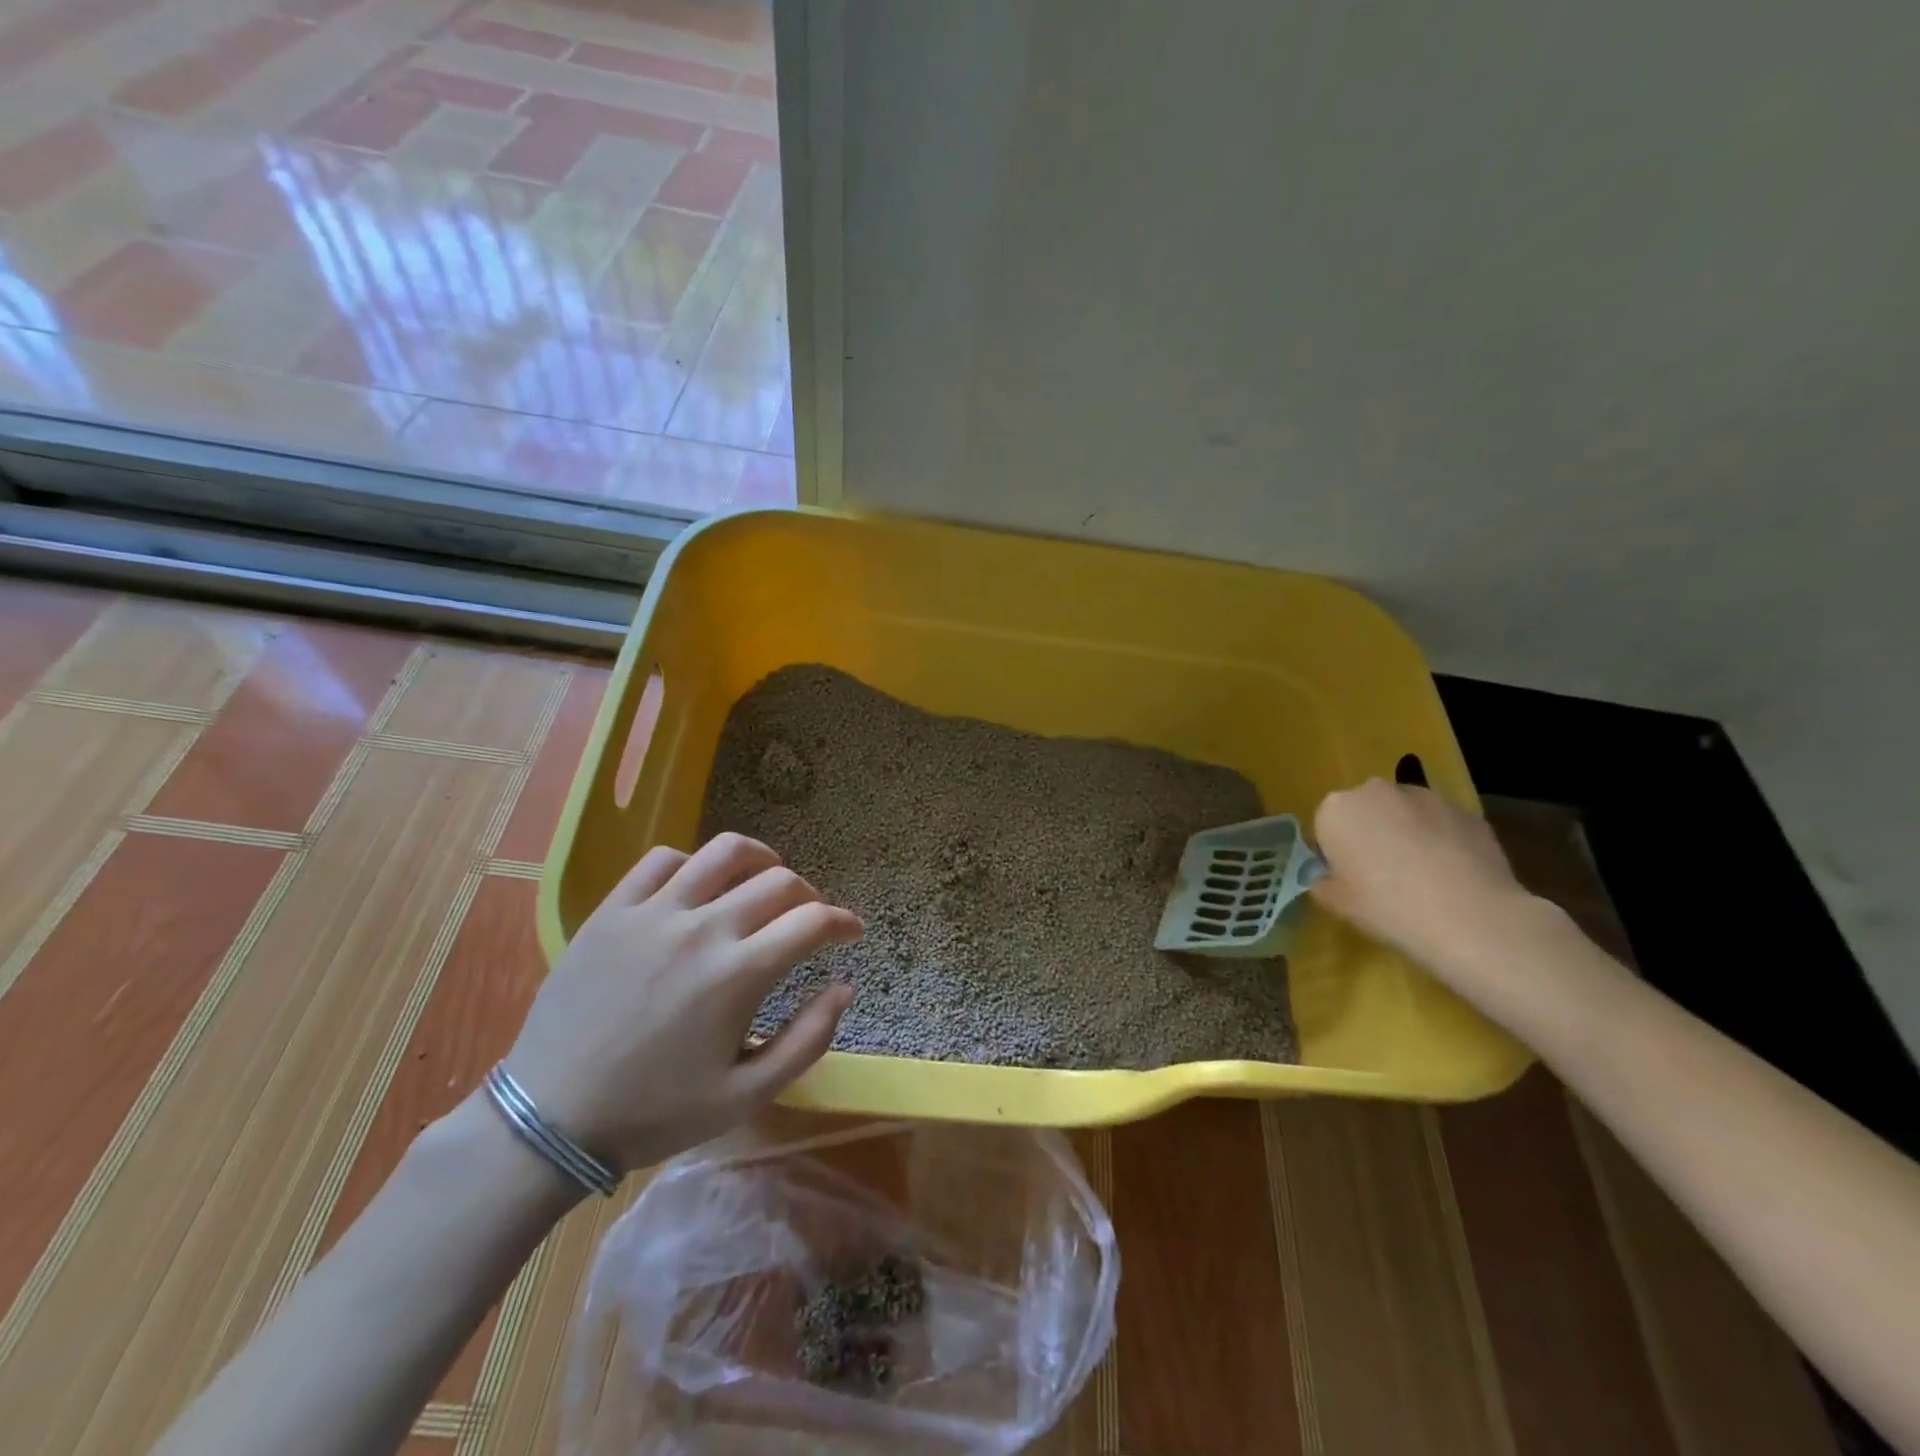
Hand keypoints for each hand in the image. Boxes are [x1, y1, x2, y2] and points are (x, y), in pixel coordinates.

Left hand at [501, 833, 862, 1173]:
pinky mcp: (612, 910)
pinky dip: (694, 864)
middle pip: (778, 882)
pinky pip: (662, 860)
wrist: (550, 1119)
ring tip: (765, 880)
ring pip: (724, 852)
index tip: (851, 931)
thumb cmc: (655, 1113)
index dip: (843, 921)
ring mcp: (653, 913)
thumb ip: (808, 1040)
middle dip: (809, 896)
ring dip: (760, 860)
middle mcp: (702, 929)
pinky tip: (697, 889)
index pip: (812, 921)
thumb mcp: (746, 1096)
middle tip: (808, 920)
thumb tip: (845, 986)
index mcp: (738, 974)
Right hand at [1310, 779, 1537, 975]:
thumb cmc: (1386, 906)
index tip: (1349, 879)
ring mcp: (1425, 797)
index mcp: (1336, 809)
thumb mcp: (1335, 903)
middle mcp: (1376, 791)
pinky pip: (1442, 825)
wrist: (1468, 915)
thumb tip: (1329, 878)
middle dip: (1371, 835)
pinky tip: (1452, 876)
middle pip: (1365, 812)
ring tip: (1423, 877)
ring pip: (1405, 815)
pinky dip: (1442, 841)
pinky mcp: (1466, 811)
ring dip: (1406, 834)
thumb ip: (1323, 883)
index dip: (1336, 854)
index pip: (1326, 827)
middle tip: (1382, 876)